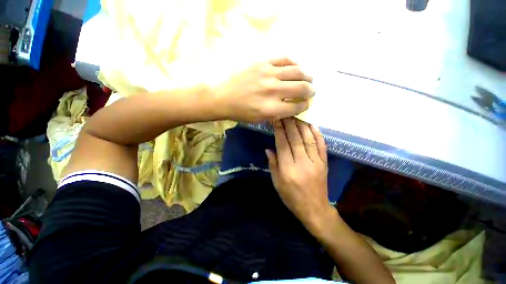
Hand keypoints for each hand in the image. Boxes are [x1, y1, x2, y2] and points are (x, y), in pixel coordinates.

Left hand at [215, 58, 314, 122]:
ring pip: (297, 71)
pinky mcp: (262, 63)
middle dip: (310, 90)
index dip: (304, 106)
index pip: (297, 107)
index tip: (305, 104)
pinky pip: (284, 59)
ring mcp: (268, 74)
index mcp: (271, 109)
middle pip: (301, 88)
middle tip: (312, 91)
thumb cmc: (240, 112)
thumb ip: (277, 114)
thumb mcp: (259, 119)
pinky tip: (296, 67)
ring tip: (308, 78)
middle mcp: (273, 91)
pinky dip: (294, 63)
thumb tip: (291, 108)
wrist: (222, 96)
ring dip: (306, 75)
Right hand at [266, 118, 334, 232]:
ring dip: (302, 126)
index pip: (283, 144)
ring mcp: (316, 162)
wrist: (314, 209)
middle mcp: (302, 163)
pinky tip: (312, 125)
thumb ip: (273, 164)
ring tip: (296, 117)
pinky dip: (317, 134)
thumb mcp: (277, 182)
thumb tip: (269, 148)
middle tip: (285, 114)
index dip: (279, 131)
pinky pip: (322, 145)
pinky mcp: (324, 163)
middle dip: (289, 124)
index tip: (276, 120)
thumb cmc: (291, 197)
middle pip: (296, 139)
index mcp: (288, 169)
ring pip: (309, 139)